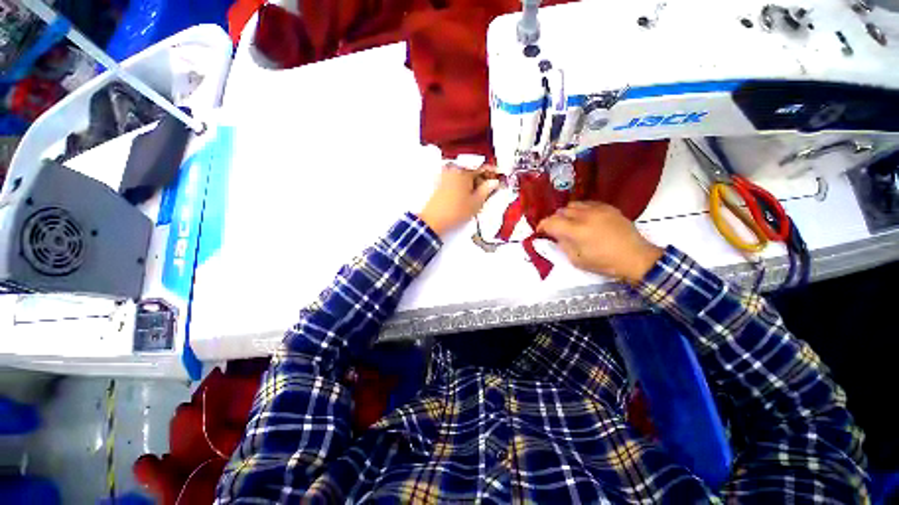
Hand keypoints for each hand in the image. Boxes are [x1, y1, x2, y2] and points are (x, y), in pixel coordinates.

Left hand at [418, 164, 499, 237]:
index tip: (500, 177)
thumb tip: (494, 183)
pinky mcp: (440, 183)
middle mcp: (453, 169)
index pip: (482, 167)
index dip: (493, 172)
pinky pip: (456, 180)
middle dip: (483, 178)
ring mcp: (445, 176)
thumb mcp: (476, 202)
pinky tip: (468, 196)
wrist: (433, 220)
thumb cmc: (455, 211)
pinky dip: (464, 186)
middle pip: (473, 170)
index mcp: (463, 171)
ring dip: (473, 183)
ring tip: (479, 195)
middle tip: (491, 188)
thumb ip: (487, 190)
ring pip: (464, 176)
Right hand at [537, 201, 663, 283]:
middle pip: (561, 211)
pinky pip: (587, 203)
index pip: (551, 221)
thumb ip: (563, 245)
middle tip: (555, 229)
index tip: (540, 231)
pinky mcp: (609, 207)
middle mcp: (585, 216)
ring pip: (573, 205)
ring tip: (569, 223)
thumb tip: (555, 235)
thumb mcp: (577, 260)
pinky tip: (584, 219)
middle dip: (554, 220)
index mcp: (577, 231)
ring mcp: (598, 209)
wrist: (636, 257)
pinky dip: (580, 210)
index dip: (542, 225)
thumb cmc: (604, 263)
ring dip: (567, 213)